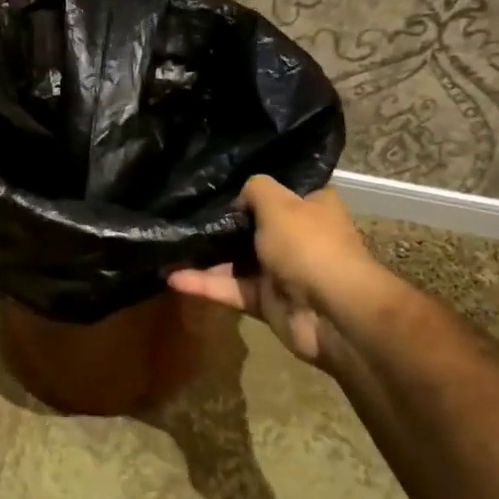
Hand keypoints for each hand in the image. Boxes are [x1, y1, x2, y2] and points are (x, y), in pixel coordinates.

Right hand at [168, 176, 383, 366]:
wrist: (331, 312)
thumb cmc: (309, 246)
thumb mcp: (279, 203)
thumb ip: (254, 189)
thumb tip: (239, 199)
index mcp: (312, 207)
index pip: (281, 192)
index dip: (252, 189)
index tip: (217, 186)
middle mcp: (297, 237)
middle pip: (253, 227)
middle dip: (221, 224)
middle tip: (182, 214)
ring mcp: (281, 272)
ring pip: (236, 261)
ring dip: (205, 256)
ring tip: (168, 246)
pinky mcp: (265, 301)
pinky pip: (230, 289)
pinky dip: (204, 284)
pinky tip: (172, 277)